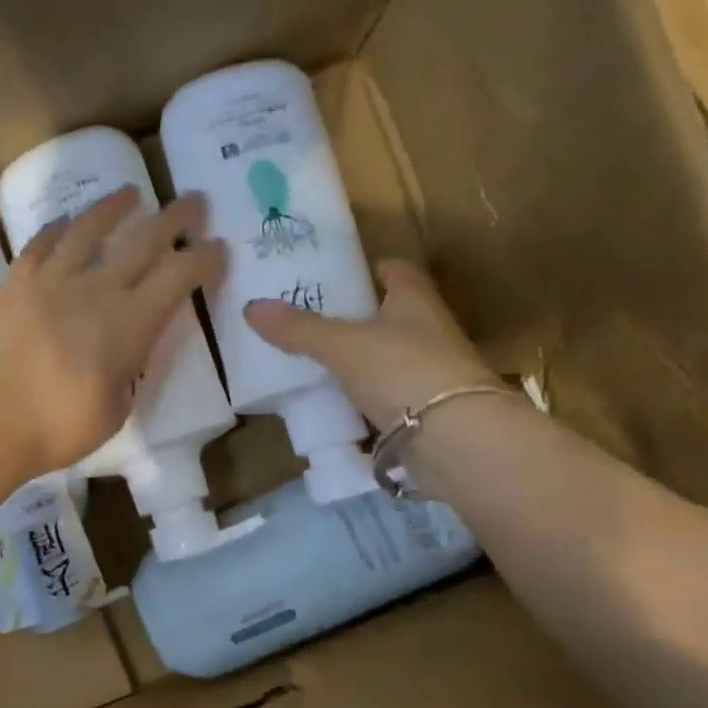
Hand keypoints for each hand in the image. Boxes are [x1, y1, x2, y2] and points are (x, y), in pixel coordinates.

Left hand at [0, 188, 225, 475]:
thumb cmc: (58, 426)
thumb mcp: (114, 410)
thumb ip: (125, 375)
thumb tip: (121, 357)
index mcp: (130, 324)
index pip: (178, 278)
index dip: (203, 259)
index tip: (218, 246)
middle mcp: (96, 290)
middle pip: (142, 241)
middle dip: (175, 218)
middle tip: (193, 200)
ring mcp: (51, 281)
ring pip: (88, 230)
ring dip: (114, 208)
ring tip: (130, 193)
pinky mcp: (14, 284)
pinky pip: (40, 245)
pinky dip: (57, 229)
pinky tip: (66, 222)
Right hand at [243, 259, 494, 428]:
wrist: (456, 438)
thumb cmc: (402, 370)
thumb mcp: (342, 345)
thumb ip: (300, 328)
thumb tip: (251, 306)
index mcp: (416, 301)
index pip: (398, 272)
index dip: (373, 268)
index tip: (343, 272)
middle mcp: (431, 331)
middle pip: (393, 316)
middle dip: (360, 317)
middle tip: (314, 320)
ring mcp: (433, 374)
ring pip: (391, 359)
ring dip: (363, 361)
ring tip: (317, 363)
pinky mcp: (429, 413)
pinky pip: (390, 398)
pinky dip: (367, 400)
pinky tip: (338, 406)